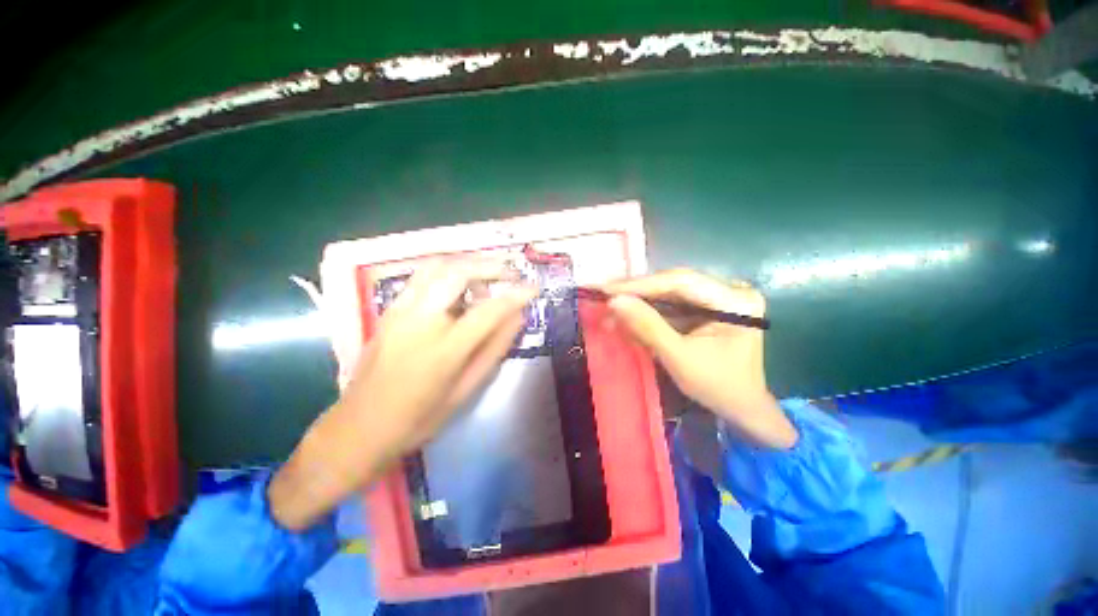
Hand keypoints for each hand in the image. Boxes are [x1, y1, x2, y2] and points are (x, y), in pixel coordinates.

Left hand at [269, 260, 535, 529]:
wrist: (358, 428)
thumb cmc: (418, 418)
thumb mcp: (465, 390)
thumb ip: (494, 349)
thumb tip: (517, 318)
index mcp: (443, 350)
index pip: (488, 310)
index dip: (516, 295)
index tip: (533, 288)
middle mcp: (419, 321)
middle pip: (458, 273)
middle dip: (490, 266)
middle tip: (510, 273)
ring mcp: (399, 311)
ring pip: (436, 267)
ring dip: (467, 264)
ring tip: (486, 277)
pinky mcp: (389, 310)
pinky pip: (421, 277)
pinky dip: (447, 271)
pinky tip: (459, 286)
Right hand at [603, 269, 796, 449]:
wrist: (741, 406)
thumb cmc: (717, 386)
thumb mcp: (679, 358)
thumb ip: (647, 327)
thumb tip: (614, 301)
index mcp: (736, 301)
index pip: (681, 282)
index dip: (641, 285)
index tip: (607, 289)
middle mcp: (730, 290)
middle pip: (674, 283)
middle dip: (637, 291)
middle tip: (603, 294)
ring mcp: (719, 296)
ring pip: (670, 291)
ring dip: (639, 299)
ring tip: (610, 302)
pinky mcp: (707, 306)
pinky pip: (672, 302)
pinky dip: (649, 309)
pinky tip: (628, 311)